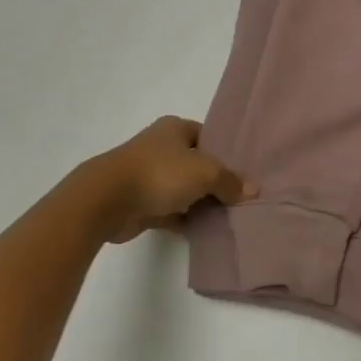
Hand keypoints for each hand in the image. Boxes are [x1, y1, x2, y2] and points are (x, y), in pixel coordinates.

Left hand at [84, 116, 254, 243]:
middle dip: (215, 181)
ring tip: (227, 217)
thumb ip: (229, 182)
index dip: (226, 153)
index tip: (244, 173)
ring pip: (183, 189)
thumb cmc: (160, 173)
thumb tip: (252, 190)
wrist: (107, 200)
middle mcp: (161, 147)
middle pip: (196, 164)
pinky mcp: (140, 202)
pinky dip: (184, 219)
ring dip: (200, 202)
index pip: (208, 136)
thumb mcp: (205, 172)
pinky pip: (170, 210)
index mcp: (175, 129)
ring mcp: (149, 175)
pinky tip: (203, 231)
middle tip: (240, 198)